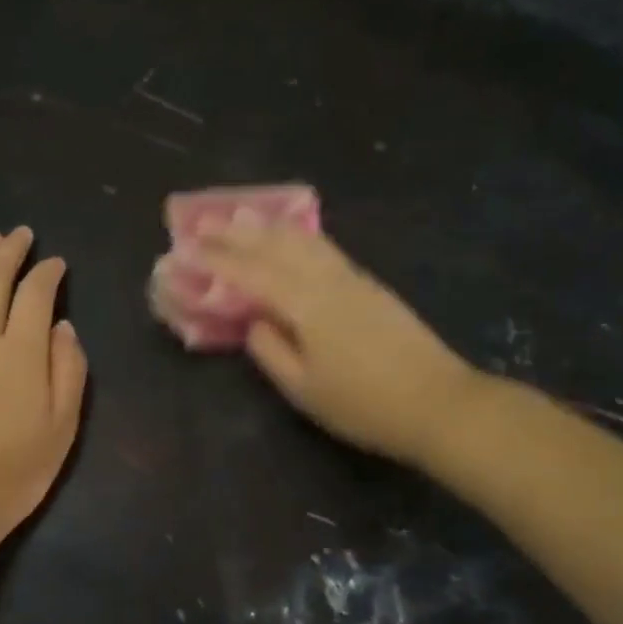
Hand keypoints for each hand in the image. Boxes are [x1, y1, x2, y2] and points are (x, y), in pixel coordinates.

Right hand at [190, 219, 476, 465]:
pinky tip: (291, 239)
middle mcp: (328, 280)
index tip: (184, 248)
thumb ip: (271, 352)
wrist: (438, 403)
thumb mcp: (305, 390)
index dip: (216, 260)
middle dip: (237, 233)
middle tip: (204, 223)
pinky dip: (296, 238)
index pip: (251, 273)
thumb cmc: (364, 405)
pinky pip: (323, 249)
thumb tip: (253, 321)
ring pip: (303, 241)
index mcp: (306, 304)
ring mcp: (354, 279)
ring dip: (268, 228)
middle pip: (276, 245)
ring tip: (242, 218)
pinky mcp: (371, 286)